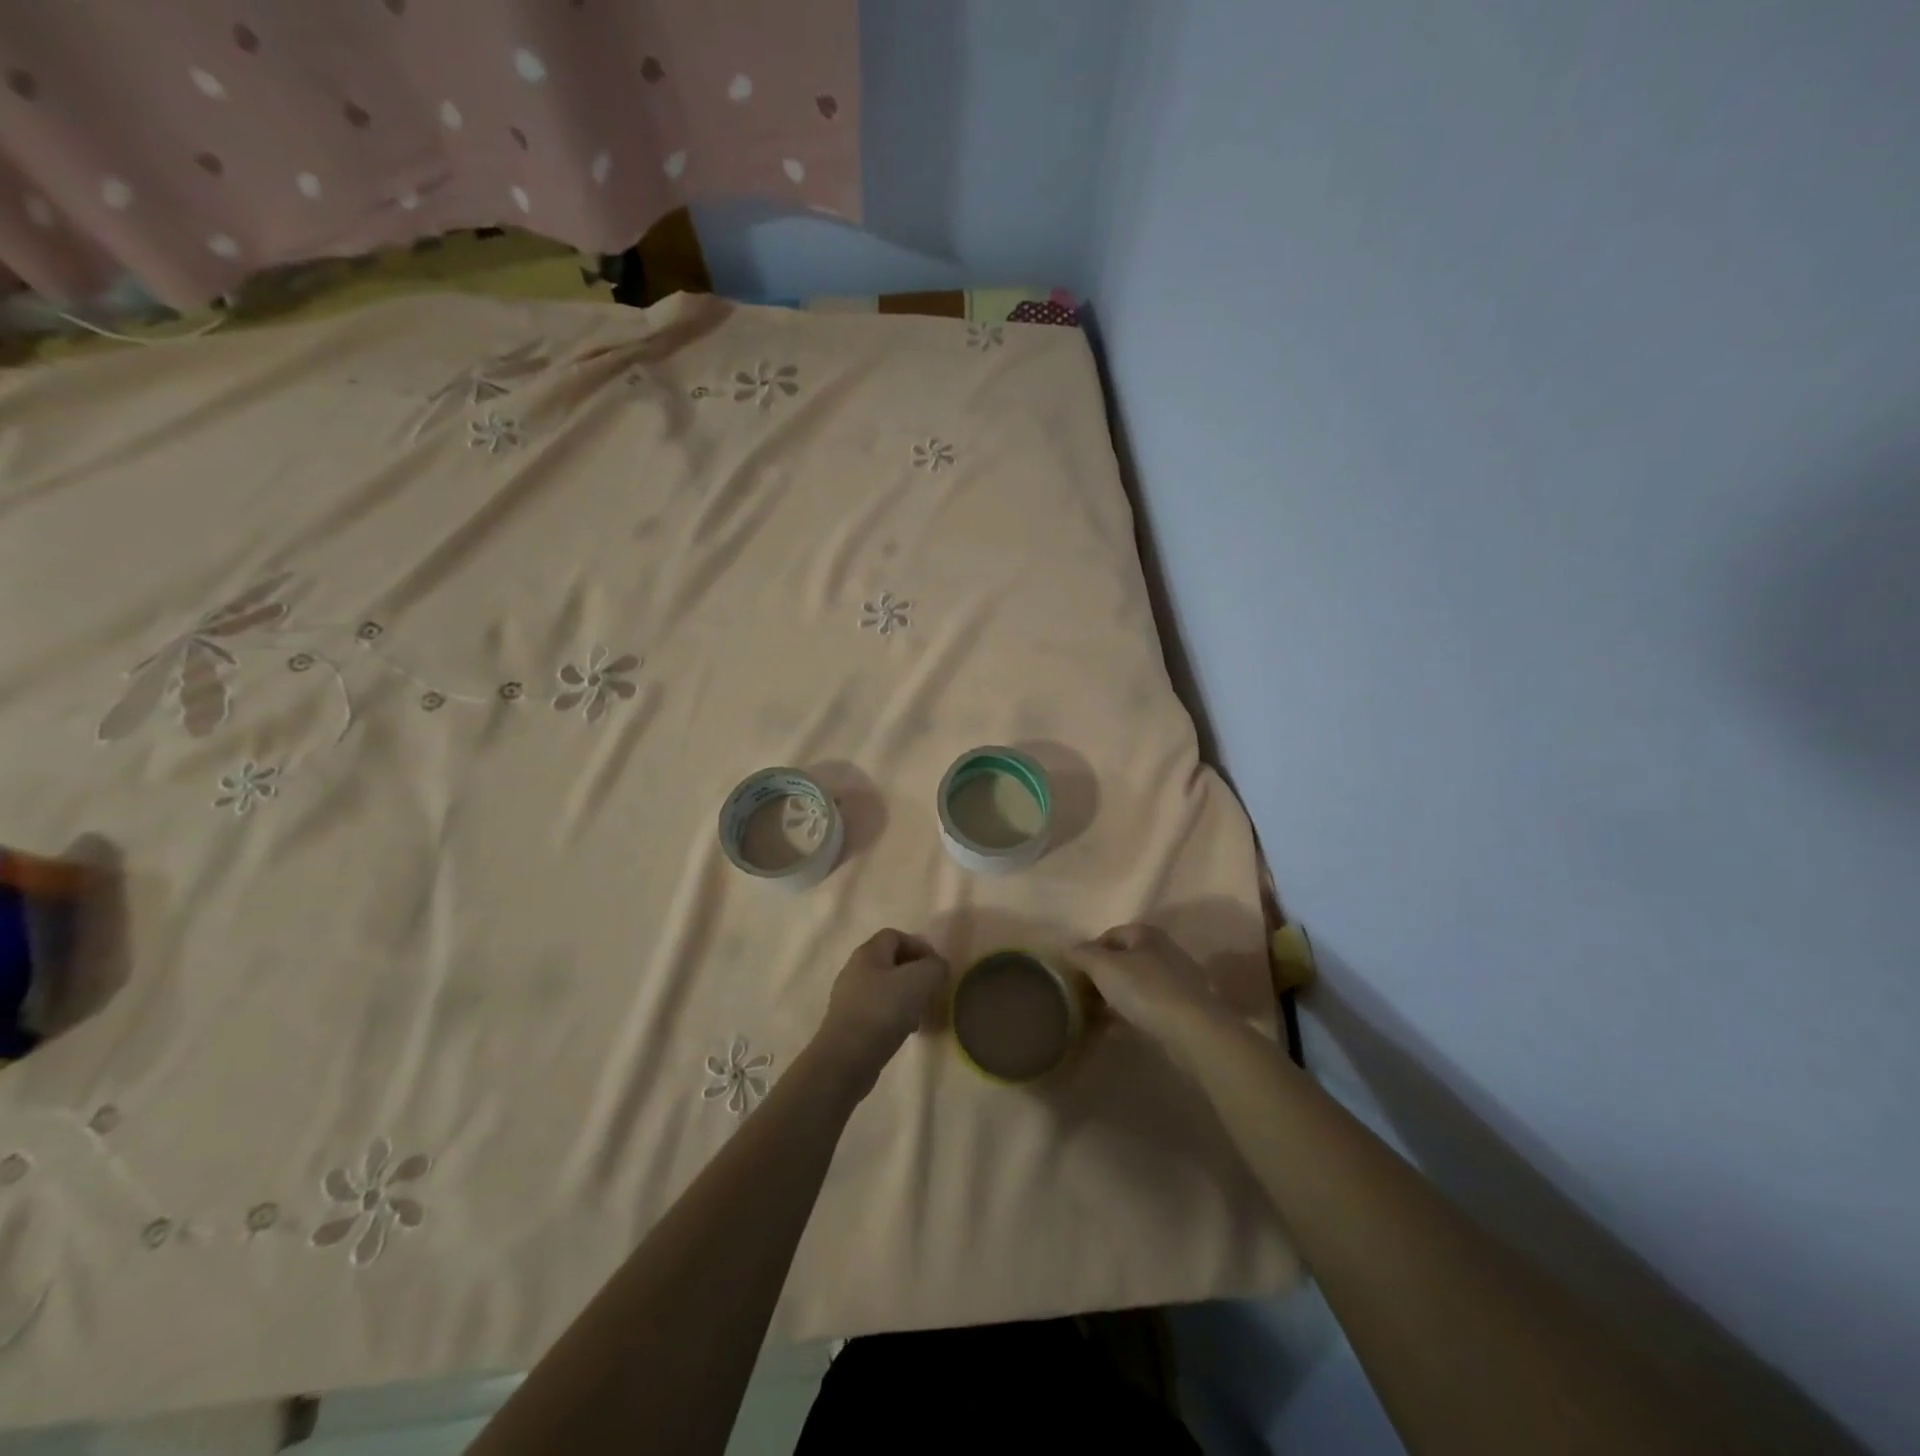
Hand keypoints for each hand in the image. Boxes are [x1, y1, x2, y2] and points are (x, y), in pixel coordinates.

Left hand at [815, 929, 948, 1096]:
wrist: (846, 1059)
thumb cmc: (883, 1011)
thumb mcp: (920, 981)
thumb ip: (935, 967)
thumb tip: (938, 967)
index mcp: (868, 953)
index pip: (895, 936)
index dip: (919, 946)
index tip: (936, 968)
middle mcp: (854, 969)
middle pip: (890, 962)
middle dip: (914, 973)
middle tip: (931, 990)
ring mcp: (848, 998)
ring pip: (884, 988)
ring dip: (905, 996)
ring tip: (920, 1014)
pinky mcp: (848, 1023)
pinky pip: (877, 1010)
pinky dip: (893, 1016)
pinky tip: (904, 1031)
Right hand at [1065, 923, 1226, 1045]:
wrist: (1192, 1031)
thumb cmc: (1144, 989)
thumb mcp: (1103, 966)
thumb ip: (1082, 954)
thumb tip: (1068, 949)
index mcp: (1147, 934)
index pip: (1110, 935)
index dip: (1089, 951)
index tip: (1074, 973)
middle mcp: (1164, 952)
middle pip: (1124, 960)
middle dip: (1101, 977)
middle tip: (1081, 995)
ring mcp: (1176, 982)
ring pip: (1135, 986)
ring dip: (1114, 998)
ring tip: (1093, 1016)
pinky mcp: (1182, 1010)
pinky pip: (1147, 1008)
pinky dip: (1129, 1016)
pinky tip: (1113, 1031)